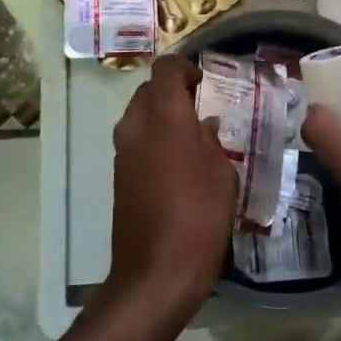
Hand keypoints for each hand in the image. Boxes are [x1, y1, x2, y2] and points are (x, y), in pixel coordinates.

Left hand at [108, 55, 236, 314]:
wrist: (156, 273)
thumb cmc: (199, 217)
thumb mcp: (222, 174)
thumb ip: (212, 140)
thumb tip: (204, 125)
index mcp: (164, 117)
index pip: (165, 69)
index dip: (185, 68)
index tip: (205, 83)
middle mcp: (136, 126)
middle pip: (148, 90)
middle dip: (172, 91)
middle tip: (201, 108)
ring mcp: (122, 152)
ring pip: (138, 115)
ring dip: (161, 116)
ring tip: (192, 137)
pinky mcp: (118, 176)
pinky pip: (135, 141)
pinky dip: (153, 140)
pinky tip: (178, 164)